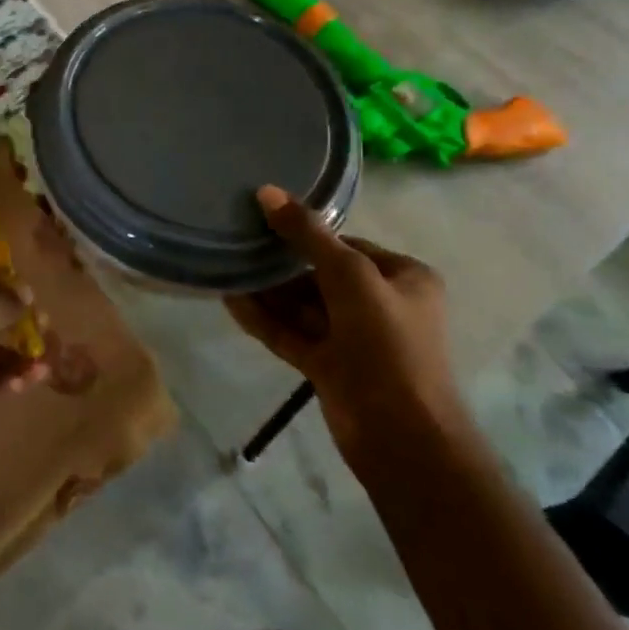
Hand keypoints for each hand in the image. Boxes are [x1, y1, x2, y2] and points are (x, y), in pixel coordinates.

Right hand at [225, 186, 464, 467]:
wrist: (402, 437)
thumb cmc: (387, 343)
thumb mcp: (349, 276)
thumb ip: (307, 235)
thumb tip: (267, 192)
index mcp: (402, 278)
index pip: (347, 245)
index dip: (306, 233)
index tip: (263, 219)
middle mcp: (380, 304)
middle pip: (321, 274)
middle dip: (280, 263)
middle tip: (237, 240)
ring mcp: (353, 339)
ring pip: (302, 305)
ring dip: (267, 290)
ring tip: (225, 265)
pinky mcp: (329, 367)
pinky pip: (291, 333)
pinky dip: (264, 318)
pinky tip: (230, 300)